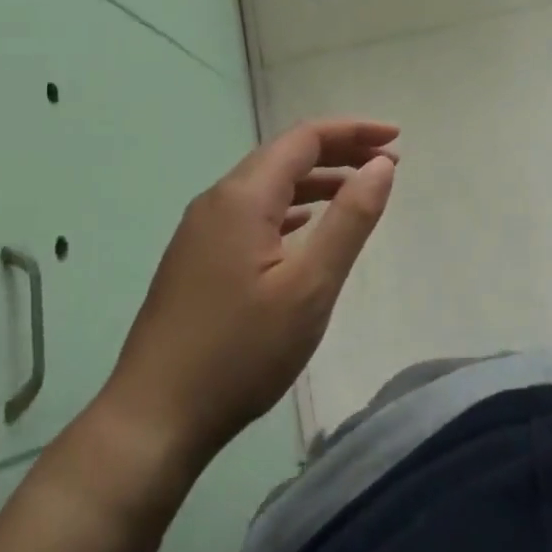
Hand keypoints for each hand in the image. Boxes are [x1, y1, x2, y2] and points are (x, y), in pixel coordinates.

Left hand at [95, 119, 398, 481]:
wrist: (154, 419)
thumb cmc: (241, 351)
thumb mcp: (310, 286)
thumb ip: (350, 219)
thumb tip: (382, 166)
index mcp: (242, 198)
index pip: (304, 139)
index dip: (353, 131)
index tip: (397, 138)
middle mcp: (217, 201)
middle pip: (284, 155)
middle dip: (339, 151)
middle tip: (386, 163)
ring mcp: (201, 230)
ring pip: (266, 185)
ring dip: (315, 180)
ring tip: (357, 190)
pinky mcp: (196, 258)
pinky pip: (251, 212)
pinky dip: (289, 207)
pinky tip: (305, 226)